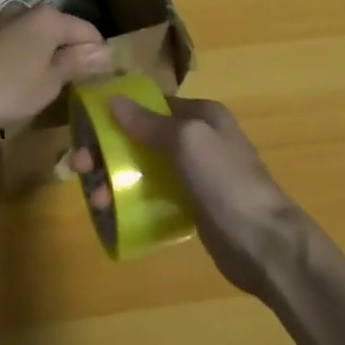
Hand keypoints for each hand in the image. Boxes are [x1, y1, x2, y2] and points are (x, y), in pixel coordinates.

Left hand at [0, 6, 111, 137]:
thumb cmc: (8, 88)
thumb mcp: (49, 83)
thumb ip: (76, 63)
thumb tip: (105, 51)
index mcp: (49, 18)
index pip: (87, 31)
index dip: (98, 53)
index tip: (102, 77)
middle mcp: (26, 9)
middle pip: (60, 30)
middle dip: (70, 53)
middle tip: (75, 83)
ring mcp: (1, 20)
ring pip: (35, 36)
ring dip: (44, 55)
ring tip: (46, 84)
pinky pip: (14, 43)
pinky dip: (22, 58)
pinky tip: (17, 81)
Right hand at [83, 95, 309, 294]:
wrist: (266, 244)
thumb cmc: (226, 182)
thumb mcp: (187, 141)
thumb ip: (150, 122)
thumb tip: (114, 100)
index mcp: (201, 115)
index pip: (150, 104)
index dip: (117, 113)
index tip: (85, 127)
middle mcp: (197, 139)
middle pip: (142, 137)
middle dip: (108, 150)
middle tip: (78, 167)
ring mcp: (195, 174)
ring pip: (144, 168)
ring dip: (115, 178)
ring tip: (95, 200)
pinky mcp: (192, 206)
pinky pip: (154, 196)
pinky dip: (132, 200)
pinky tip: (113, 213)